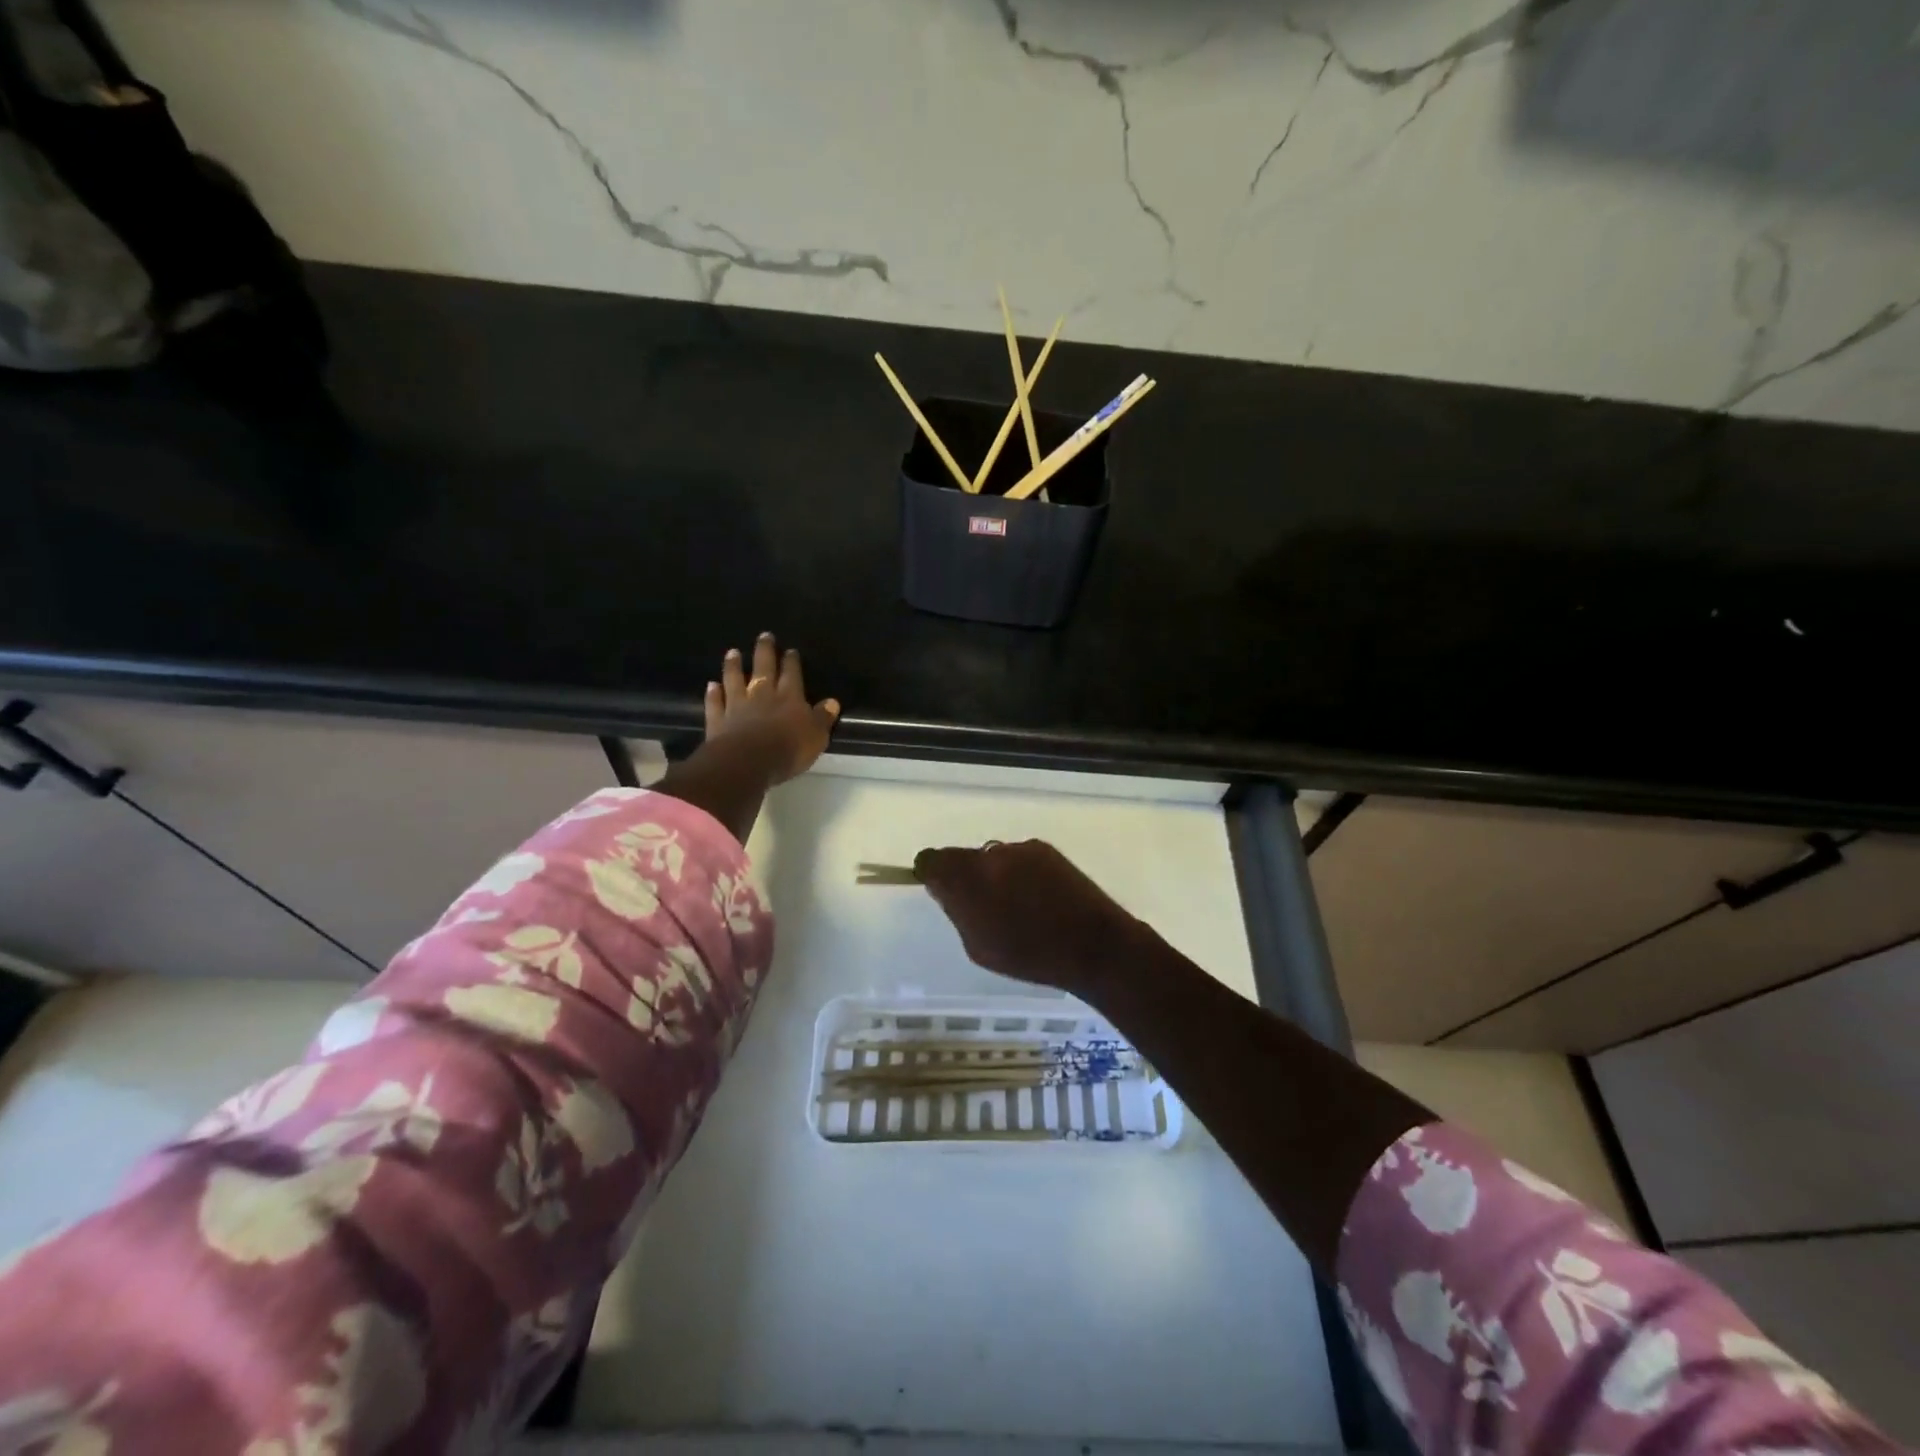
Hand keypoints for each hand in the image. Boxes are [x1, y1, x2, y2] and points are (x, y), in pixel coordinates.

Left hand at [703, 632, 839, 785]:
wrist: (748, 762)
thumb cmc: (789, 749)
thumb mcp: (816, 735)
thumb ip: (823, 718)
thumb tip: (832, 702)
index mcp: (789, 697)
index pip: (792, 674)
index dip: (791, 661)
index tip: (790, 650)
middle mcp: (762, 695)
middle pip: (763, 668)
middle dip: (765, 651)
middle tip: (764, 635)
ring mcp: (737, 706)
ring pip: (735, 680)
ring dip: (733, 666)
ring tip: (733, 652)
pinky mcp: (718, 720)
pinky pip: (715, 703)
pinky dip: (713, 694)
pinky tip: (711, 685)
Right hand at [913, 840, 1145, 996]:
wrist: (1094, 945)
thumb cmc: (1031, 956)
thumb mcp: (978, 946)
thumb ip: (956, 911)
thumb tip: (945, 889)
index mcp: (969, 877)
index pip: (932, 860)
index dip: (931, 873)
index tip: (940, 891)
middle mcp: (992, 853)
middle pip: (963, 857)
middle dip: (965, 877)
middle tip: (981, 907)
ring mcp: (1021, 849)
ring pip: (992, 857)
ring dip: (994, 874)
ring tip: (1015, 906)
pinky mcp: (1046, 849)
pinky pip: (1018, 858)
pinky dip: (1019, 873)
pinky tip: (1037, 898)